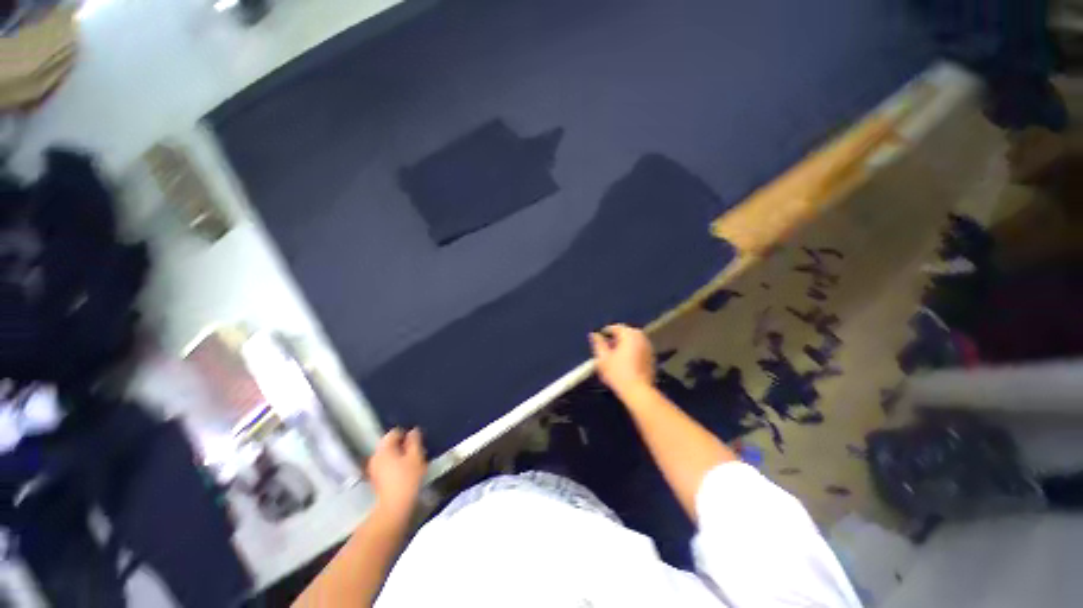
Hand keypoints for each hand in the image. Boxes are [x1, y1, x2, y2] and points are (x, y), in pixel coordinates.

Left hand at [367, 428, 426, 515]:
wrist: (394, 507)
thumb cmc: (407, 478)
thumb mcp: (416, 456)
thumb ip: (414, 441)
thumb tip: (413, 431)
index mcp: (384, 448)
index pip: (394, 433)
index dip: (406, 434)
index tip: (416, 441)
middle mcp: (375, 456)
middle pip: (389, 444)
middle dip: (402, 445)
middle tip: (416, 451)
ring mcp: (373, 469)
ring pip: (388, 455)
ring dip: (399, 456)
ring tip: (412, 462)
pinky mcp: (375, 480)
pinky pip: (386, 465)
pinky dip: (395, 465)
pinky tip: (405, 472)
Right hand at [589, 324, 654, 395]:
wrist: (638, 392)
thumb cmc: (618, 373)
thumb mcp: (603, 358)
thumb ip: (598, 343)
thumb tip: (594, 334)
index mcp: (629, 334)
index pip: (615, 327)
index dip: (604, 333)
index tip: (598, 340)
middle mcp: (641, 337)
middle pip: (625, 333)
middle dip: (615, 338)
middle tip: (605, 348)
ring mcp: (648, 347)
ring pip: (633, 341)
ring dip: (623, 344)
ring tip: (614, 355)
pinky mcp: (652, 357)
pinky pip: (639, 348)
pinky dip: (631, 351)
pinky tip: (624, 361)